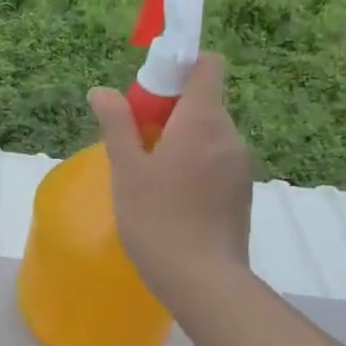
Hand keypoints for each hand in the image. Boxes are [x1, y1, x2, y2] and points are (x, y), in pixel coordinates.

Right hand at [89, 52, 254, 317]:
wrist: (202, 279)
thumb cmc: (156, 219)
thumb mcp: (127, 170)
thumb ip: (117, 125)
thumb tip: (102, 92)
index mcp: (203, 120)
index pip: (207, 65)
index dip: (180, 67)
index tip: (150, 91)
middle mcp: (230, 135)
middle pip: (204, 102)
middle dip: (171, 112)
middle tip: (137, 143)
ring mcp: (241, 166)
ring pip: (209, 135)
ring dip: (182, 142)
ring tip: (151, 177)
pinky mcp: (243, 193)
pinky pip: (217, 162)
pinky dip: (195, 166)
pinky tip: (171, 199)